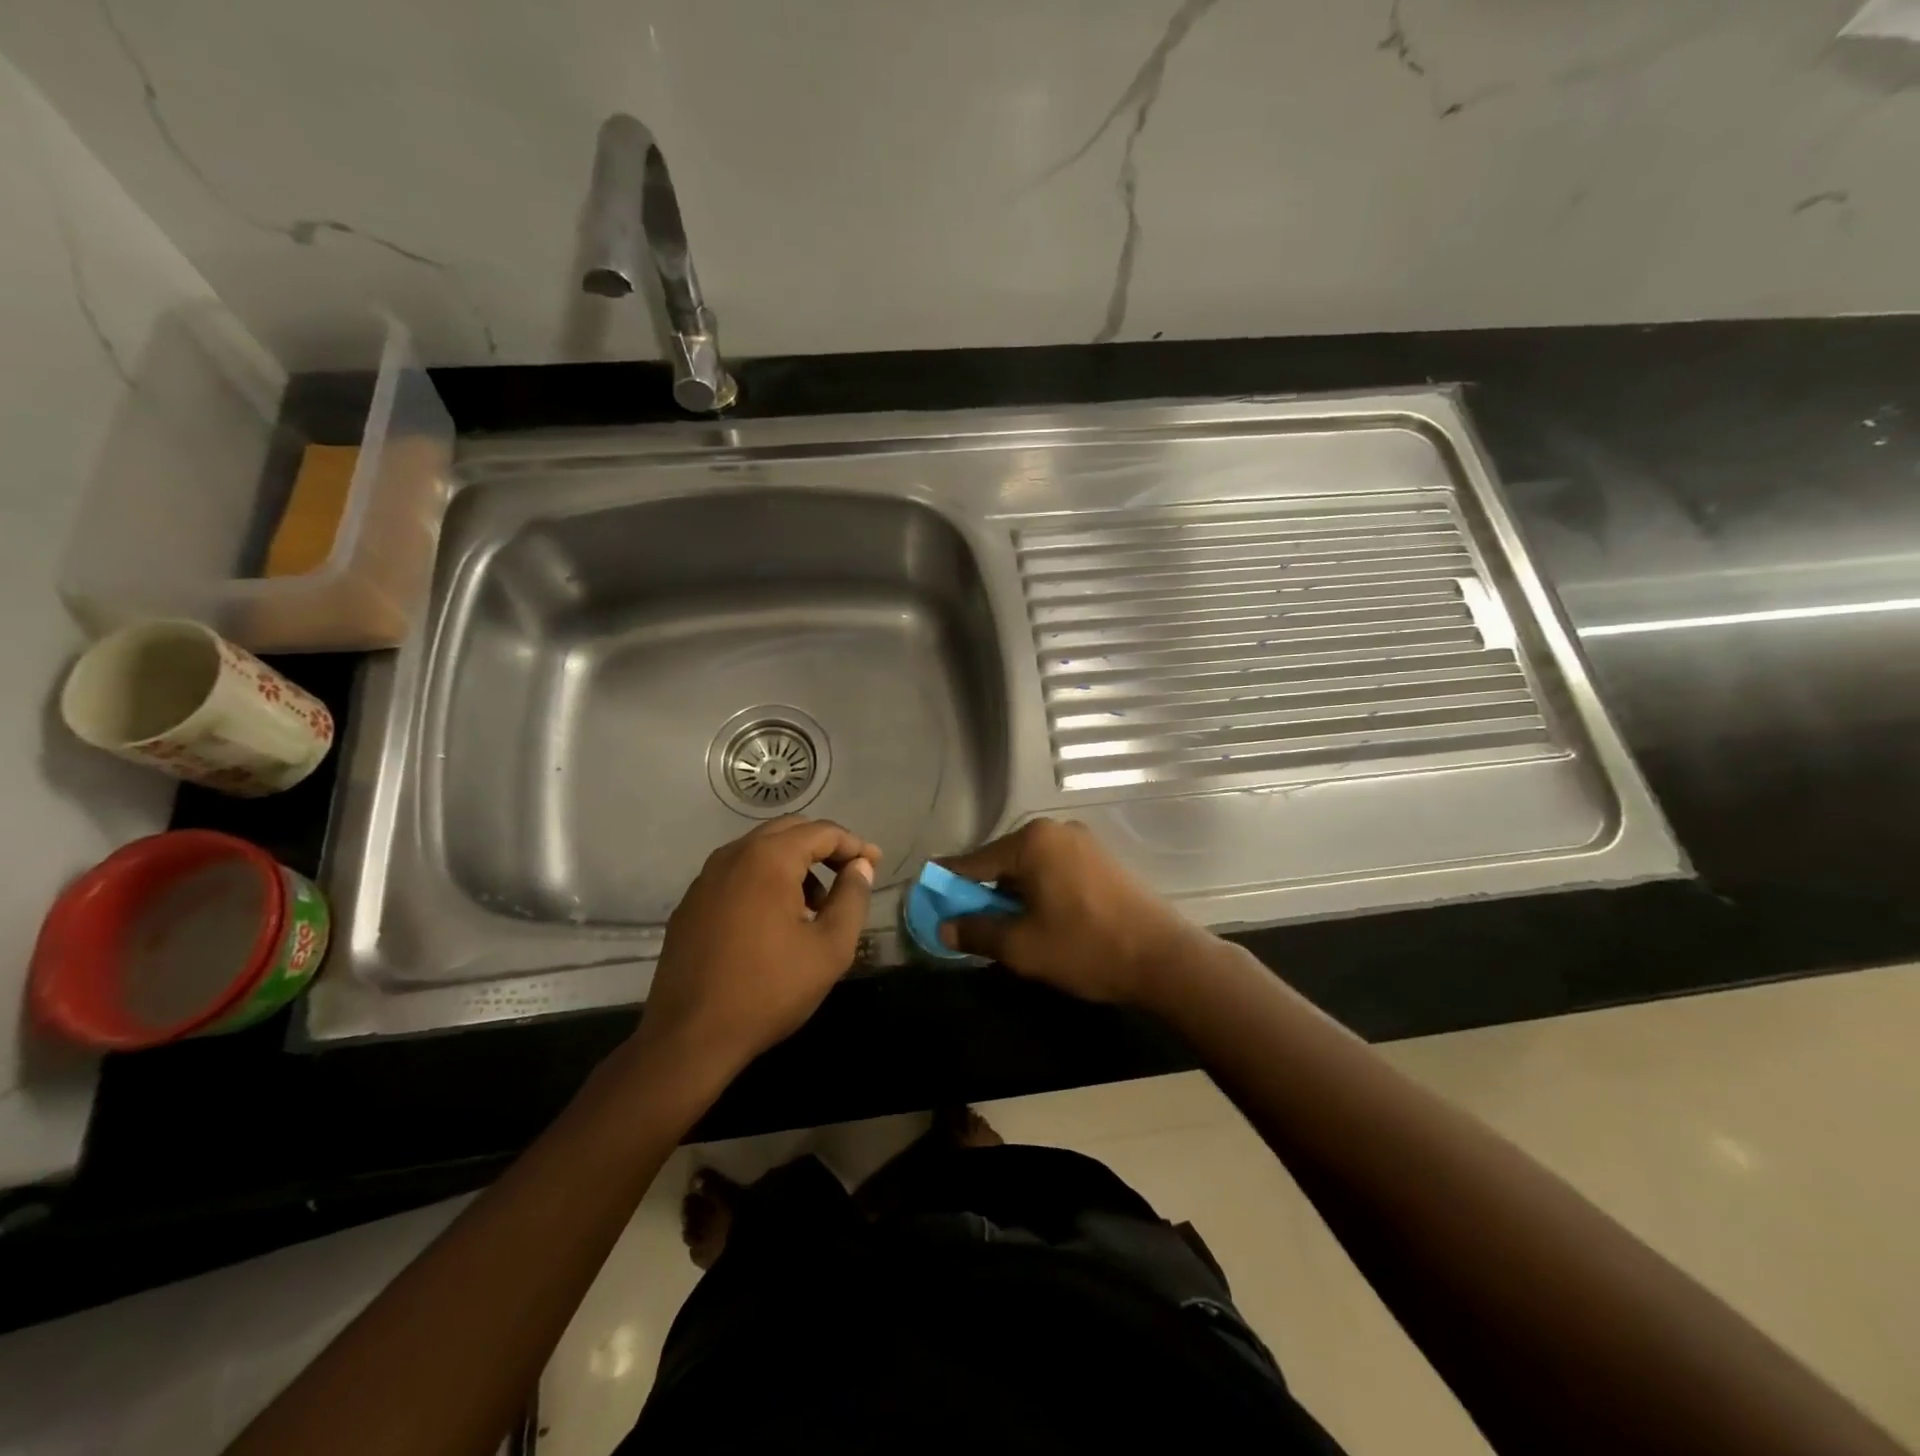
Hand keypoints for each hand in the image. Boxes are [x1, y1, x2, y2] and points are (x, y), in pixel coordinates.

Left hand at [639, 816, 879, 1076]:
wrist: (689, 1038)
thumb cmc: (769, 990)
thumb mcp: (830, 948)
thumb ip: (852, 898)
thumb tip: (860, 866)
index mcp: (768, 859)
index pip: (821, 831)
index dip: (853, 844)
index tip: (874, 864)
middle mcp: (733, 856)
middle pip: (788, 831)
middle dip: (824, 848)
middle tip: (850, 875)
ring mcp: (706, 878)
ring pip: (760, 851)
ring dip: (794, 864)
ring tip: (816, 905)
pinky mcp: (691, 903)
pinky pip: (737, 874)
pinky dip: (765, 880)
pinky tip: (775, 921)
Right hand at [938, 818, 1207, 1010]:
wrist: (1164, 958)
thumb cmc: (1085, 947)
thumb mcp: (1022, 946)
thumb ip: (977, 932)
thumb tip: (944, 927)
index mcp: (1032, 842)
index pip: (974, 861)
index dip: (948, 883)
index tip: (927, 896)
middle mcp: (1056, 831)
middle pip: (1003, 861)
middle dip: (984, 893)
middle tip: (970, 924)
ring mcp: (1084, 843)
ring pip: (1030, 868)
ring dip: (1013, 895)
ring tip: (1007, 929)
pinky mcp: (1102, 860)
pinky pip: (1055, 871)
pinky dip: (1039, 892)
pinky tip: (1041, 920)